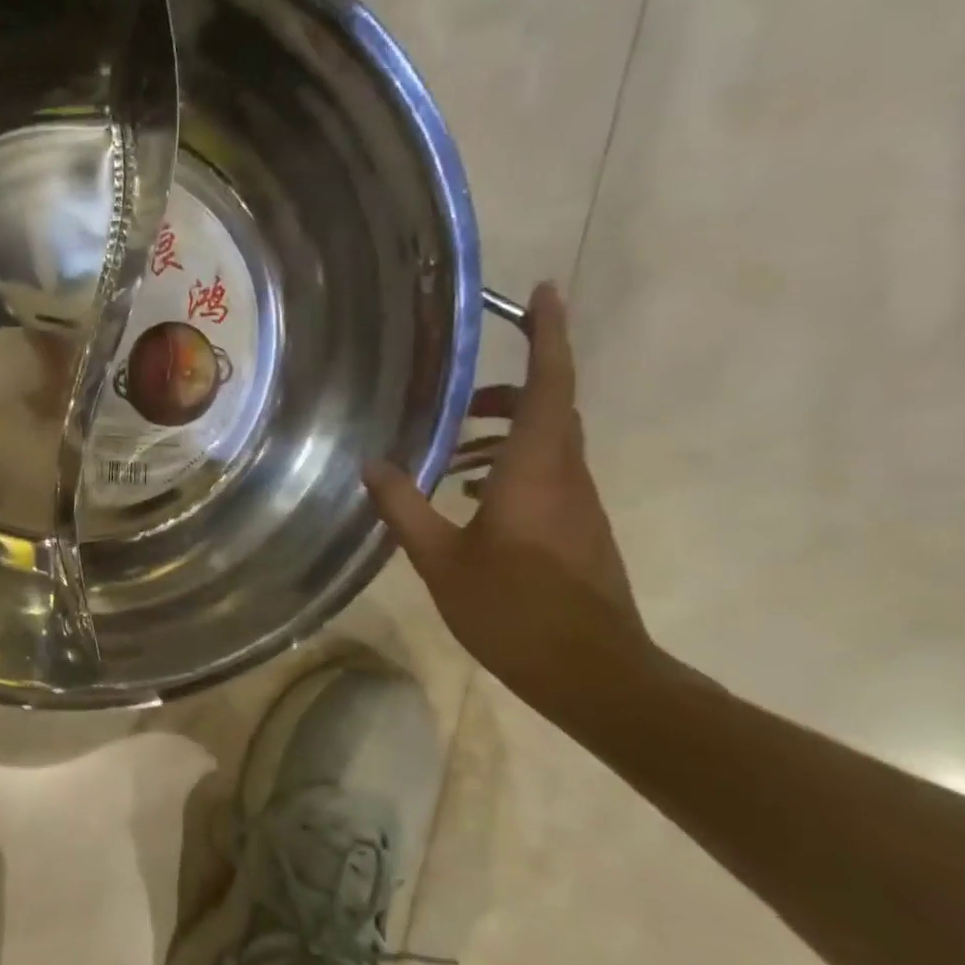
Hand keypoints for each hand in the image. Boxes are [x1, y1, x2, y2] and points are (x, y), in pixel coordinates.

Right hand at [365, 283, 648, 712]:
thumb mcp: (441, 560)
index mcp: (539, 470)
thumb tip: (372, 463)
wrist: (592, 673)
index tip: (543, 291)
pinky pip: (547, 478)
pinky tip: (472, 500)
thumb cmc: (514, 610)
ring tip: (453, 452)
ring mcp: (579, 505)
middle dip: (509, 391)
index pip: (551, 384)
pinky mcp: (579, 532)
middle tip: (459, 397)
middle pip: (551, 409)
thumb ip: (405, 507)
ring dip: (505, 435)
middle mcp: (567, 476)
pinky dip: (511, 470)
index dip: (549, 334)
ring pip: (548, 446)